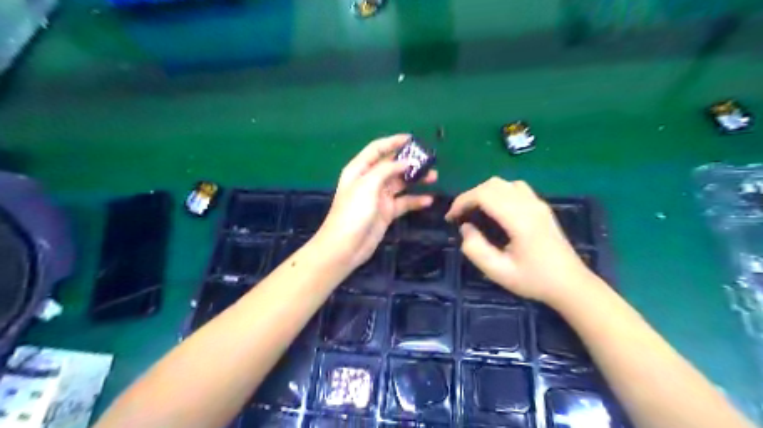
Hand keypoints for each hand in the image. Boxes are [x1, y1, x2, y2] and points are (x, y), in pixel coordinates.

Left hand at [314, 134, 435, 267]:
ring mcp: (379, 197)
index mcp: (359, 170)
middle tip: (429, 161)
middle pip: (391, 165)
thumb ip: (387, 170)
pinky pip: (404, 202)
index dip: (393, 142)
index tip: (412, 139)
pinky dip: (416, 200)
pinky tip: (429, 200)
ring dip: (416, 179)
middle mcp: (369, 180)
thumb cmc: (353, 212)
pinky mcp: (387, 212)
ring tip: (434, 177)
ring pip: (400, 183)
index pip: (377, 149)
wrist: (345, 246)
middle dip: (409, 161)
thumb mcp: (367, 185)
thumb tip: (406, 162)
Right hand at [445, 177, 592, 303]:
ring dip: (484, 192)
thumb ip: (475, 249)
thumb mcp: (498, 272)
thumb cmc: (534, 280)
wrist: (571, 284)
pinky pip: (515, 188)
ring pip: (504, 183)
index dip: (462, 201)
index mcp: (520, 219)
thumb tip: (465, 228)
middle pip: (493, 184)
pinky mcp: (541, 206)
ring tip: (475, 211)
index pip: (484, 194)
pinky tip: (495, 210)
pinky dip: (498, 192)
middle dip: (470, 196)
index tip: (451, 217)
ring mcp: (538, 203)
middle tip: (460, 216)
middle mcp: (530, 205)